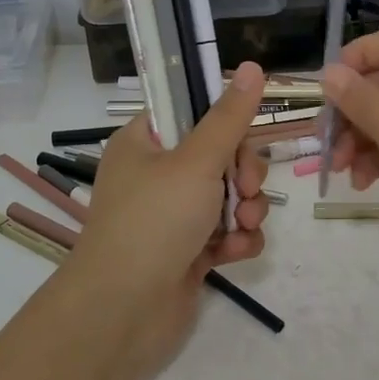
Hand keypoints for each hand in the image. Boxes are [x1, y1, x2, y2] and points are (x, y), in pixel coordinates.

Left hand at [59, 63, 270, 376]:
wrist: (124, 313)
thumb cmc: (154, 222)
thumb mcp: (196, 161)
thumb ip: (230, 117)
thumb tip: (254, 66)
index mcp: (144, 143)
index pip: (191, 112)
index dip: (223, 120)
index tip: (245, 131)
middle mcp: (156, 175)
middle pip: (220, 154)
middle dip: (244, 173)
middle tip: (247, 188)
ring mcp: (172, 215)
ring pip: (230, 195)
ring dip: (247, 209)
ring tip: (244, 226)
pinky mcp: (188, 250)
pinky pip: (226, 232)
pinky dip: (237, 240)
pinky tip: (235, 253)